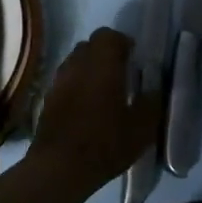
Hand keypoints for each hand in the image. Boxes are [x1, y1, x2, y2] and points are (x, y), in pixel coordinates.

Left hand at [31, 28, 161, 181]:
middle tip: (121, 73)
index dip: (122, 43)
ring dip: (89, 69)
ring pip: (75, 62)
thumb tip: (154, 88)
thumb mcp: (142, 127)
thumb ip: (152, 102)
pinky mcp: (48, 98)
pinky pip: (65, 80)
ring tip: (103, 91)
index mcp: (102, 64)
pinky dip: (77, 85)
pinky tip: (87, 107)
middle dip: (105, 53)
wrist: (60, 167)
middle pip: (90, 45)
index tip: (133, 58)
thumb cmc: (105, 142)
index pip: (108, 36)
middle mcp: (77, 65)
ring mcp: (58, 81)